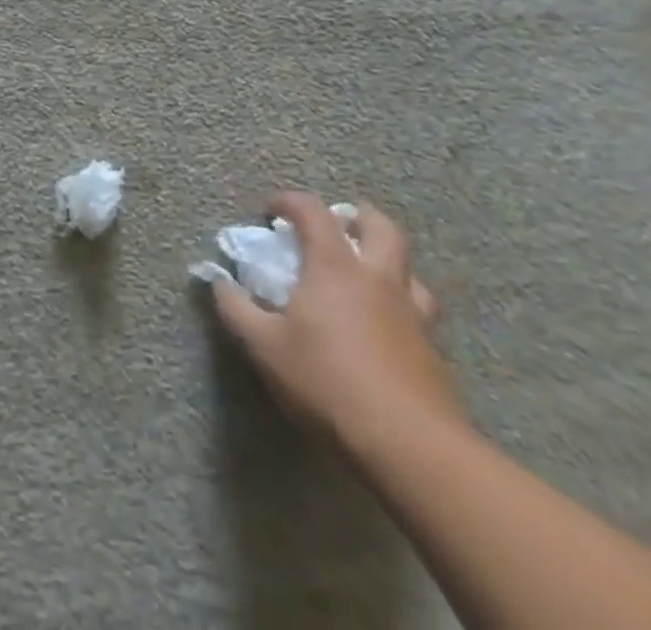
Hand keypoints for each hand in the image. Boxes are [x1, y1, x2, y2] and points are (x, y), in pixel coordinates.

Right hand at [210, 191, 464, 452]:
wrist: (411, 447)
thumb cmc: (327, 382)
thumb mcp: (264, 346)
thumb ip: (236, 308)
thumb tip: (218, 281)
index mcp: (335, 267)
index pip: (313, 211)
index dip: (289, 201)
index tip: (271, 211)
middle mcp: (377, 279)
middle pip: (380, 227)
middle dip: (357, 216)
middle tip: (337, 224)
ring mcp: (412, 314)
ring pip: (409, 269)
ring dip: (385, 259)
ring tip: (364, 273)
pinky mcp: (432, 351)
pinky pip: (418, 310)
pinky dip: (398, 303)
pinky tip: (381, 326)